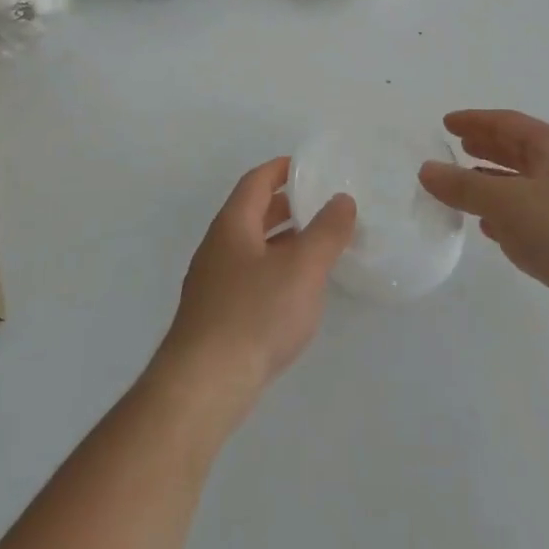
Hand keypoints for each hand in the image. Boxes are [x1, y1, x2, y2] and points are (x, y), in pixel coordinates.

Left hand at [153, 157, 355, 420]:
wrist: (205, 382)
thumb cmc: (255, 314)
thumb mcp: (302, 268)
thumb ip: (326, 232)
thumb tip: (342, 199)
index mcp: (232, 224)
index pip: (256, 181)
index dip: (281, 169)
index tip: (308, 166)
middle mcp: (218, 246)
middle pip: (252, 213)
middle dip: (286, 205)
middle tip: (321, 204)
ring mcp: (213, 281)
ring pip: (252, 246)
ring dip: (283, 239)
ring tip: (317, 245)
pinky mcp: (217, 313)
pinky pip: (250, 275)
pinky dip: (275, 269)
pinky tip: (296, 290)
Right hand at [419, 110, 548, 350]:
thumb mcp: (508, 203)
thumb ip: (464, 186)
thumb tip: (427, 170)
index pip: (509, 123)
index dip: (476, 121)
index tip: (446, 123)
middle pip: (520, 152)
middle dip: (487, 149)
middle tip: (455, 147)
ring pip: (526, 187)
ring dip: (495, 185)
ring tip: (463, 187)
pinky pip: (534, 219)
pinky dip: (510, 218)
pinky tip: (491, 230)